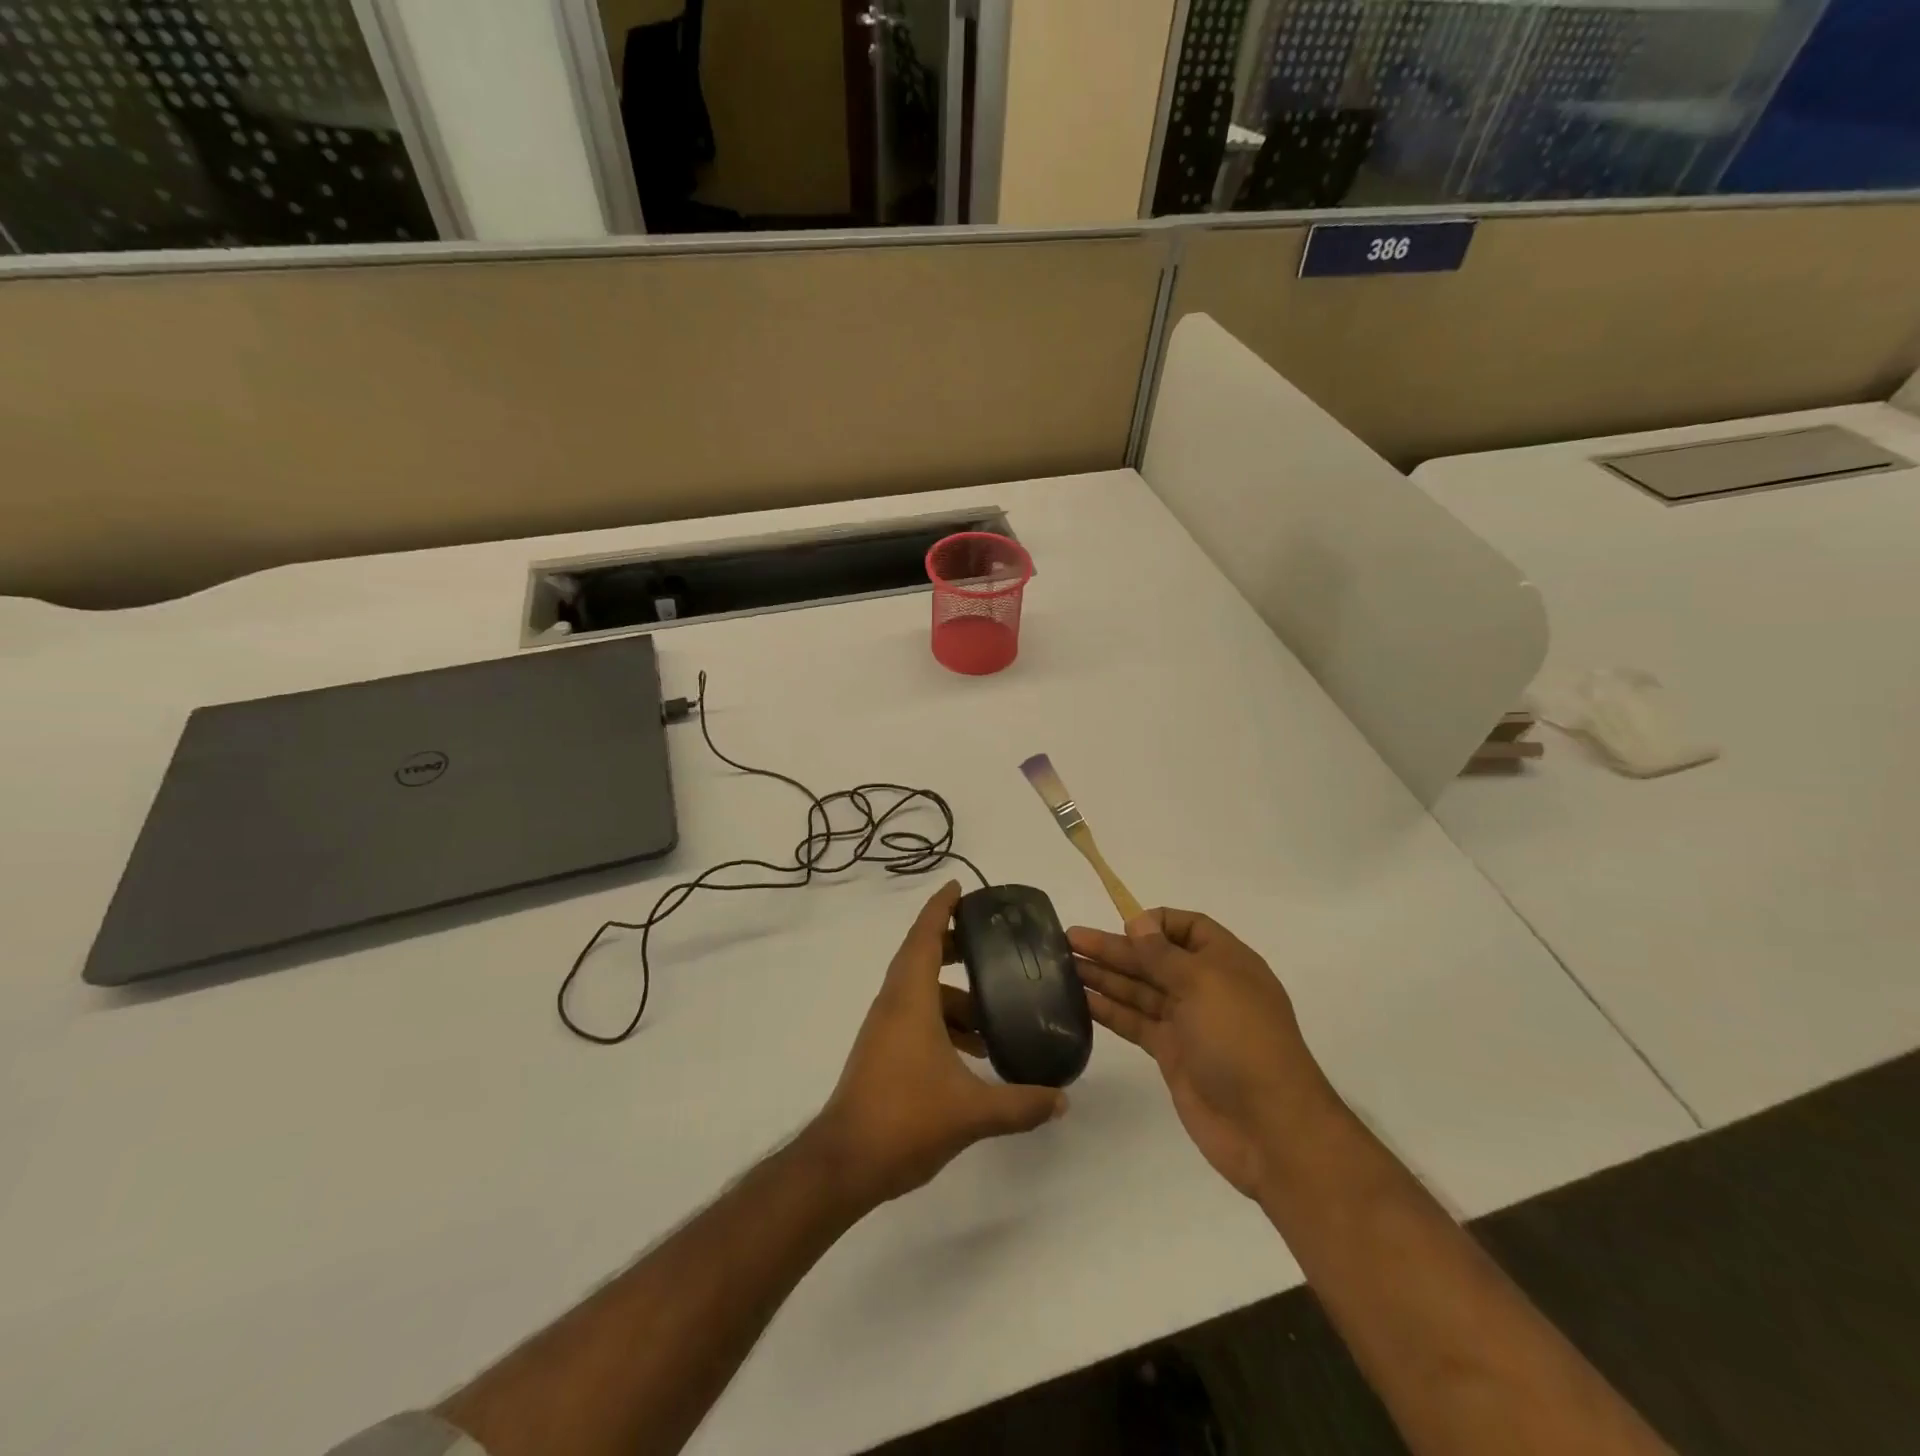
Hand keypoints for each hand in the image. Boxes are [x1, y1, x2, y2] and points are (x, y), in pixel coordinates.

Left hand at [812, 882, 1066, 1207]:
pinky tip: (974, 1053)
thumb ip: (1021, 1104)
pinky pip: (916, 1017)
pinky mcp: (883, 1052)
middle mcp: (894, 1004)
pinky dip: (944, 1021)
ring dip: (955, 996)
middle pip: (922, 957)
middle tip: (992, 946)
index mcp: (909, 999)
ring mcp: (885, 1029)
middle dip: (955, 947)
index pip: (924, 937)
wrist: (845, 1162)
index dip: (940, 908)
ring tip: (995, 1014)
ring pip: (921, 993)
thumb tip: (1063, 1100)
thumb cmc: (905, 1119)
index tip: (959, 887)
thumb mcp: (971, 1112)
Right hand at [1070, 909, 1337, 1200]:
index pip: (1188, 927)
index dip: (1154, 922)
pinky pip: (1136, 1022)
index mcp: (1225, 962)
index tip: (1122, 926)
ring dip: (1104, 975)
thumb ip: (1164, 954)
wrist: (1269, 1128)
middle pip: (1154, 958)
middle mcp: (1206, 987)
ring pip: (1140, 990)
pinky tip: (1080, 1000)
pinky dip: (1109, 1010)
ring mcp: (1188, 1023)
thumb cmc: (1241, 1040)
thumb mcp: (1204, 983)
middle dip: (1114, 947)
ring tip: (1063, 965)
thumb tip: (1138, 922)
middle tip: (1068, 939)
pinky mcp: (1172, 1054)